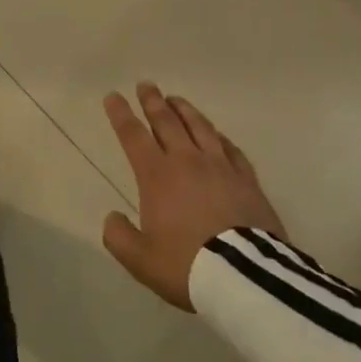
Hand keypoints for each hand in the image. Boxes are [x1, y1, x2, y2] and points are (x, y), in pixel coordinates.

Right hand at [100, 82, 286, 310]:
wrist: (244, 276)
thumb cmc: (187, 265)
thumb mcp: (141, 260)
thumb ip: (119, 237)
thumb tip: (113, 217)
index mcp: (157, 175)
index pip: (133, 135)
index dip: (121, 115)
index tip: (113, 96)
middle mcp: (187, 161)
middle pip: (167, 122)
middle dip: (153, 101)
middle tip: (146, 85)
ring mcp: (221, 167)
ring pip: (200, 127)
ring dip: (185, 110)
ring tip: (176, 99)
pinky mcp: (247, 179)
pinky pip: (230, 148)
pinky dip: (218, 136)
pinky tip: (216, 134)